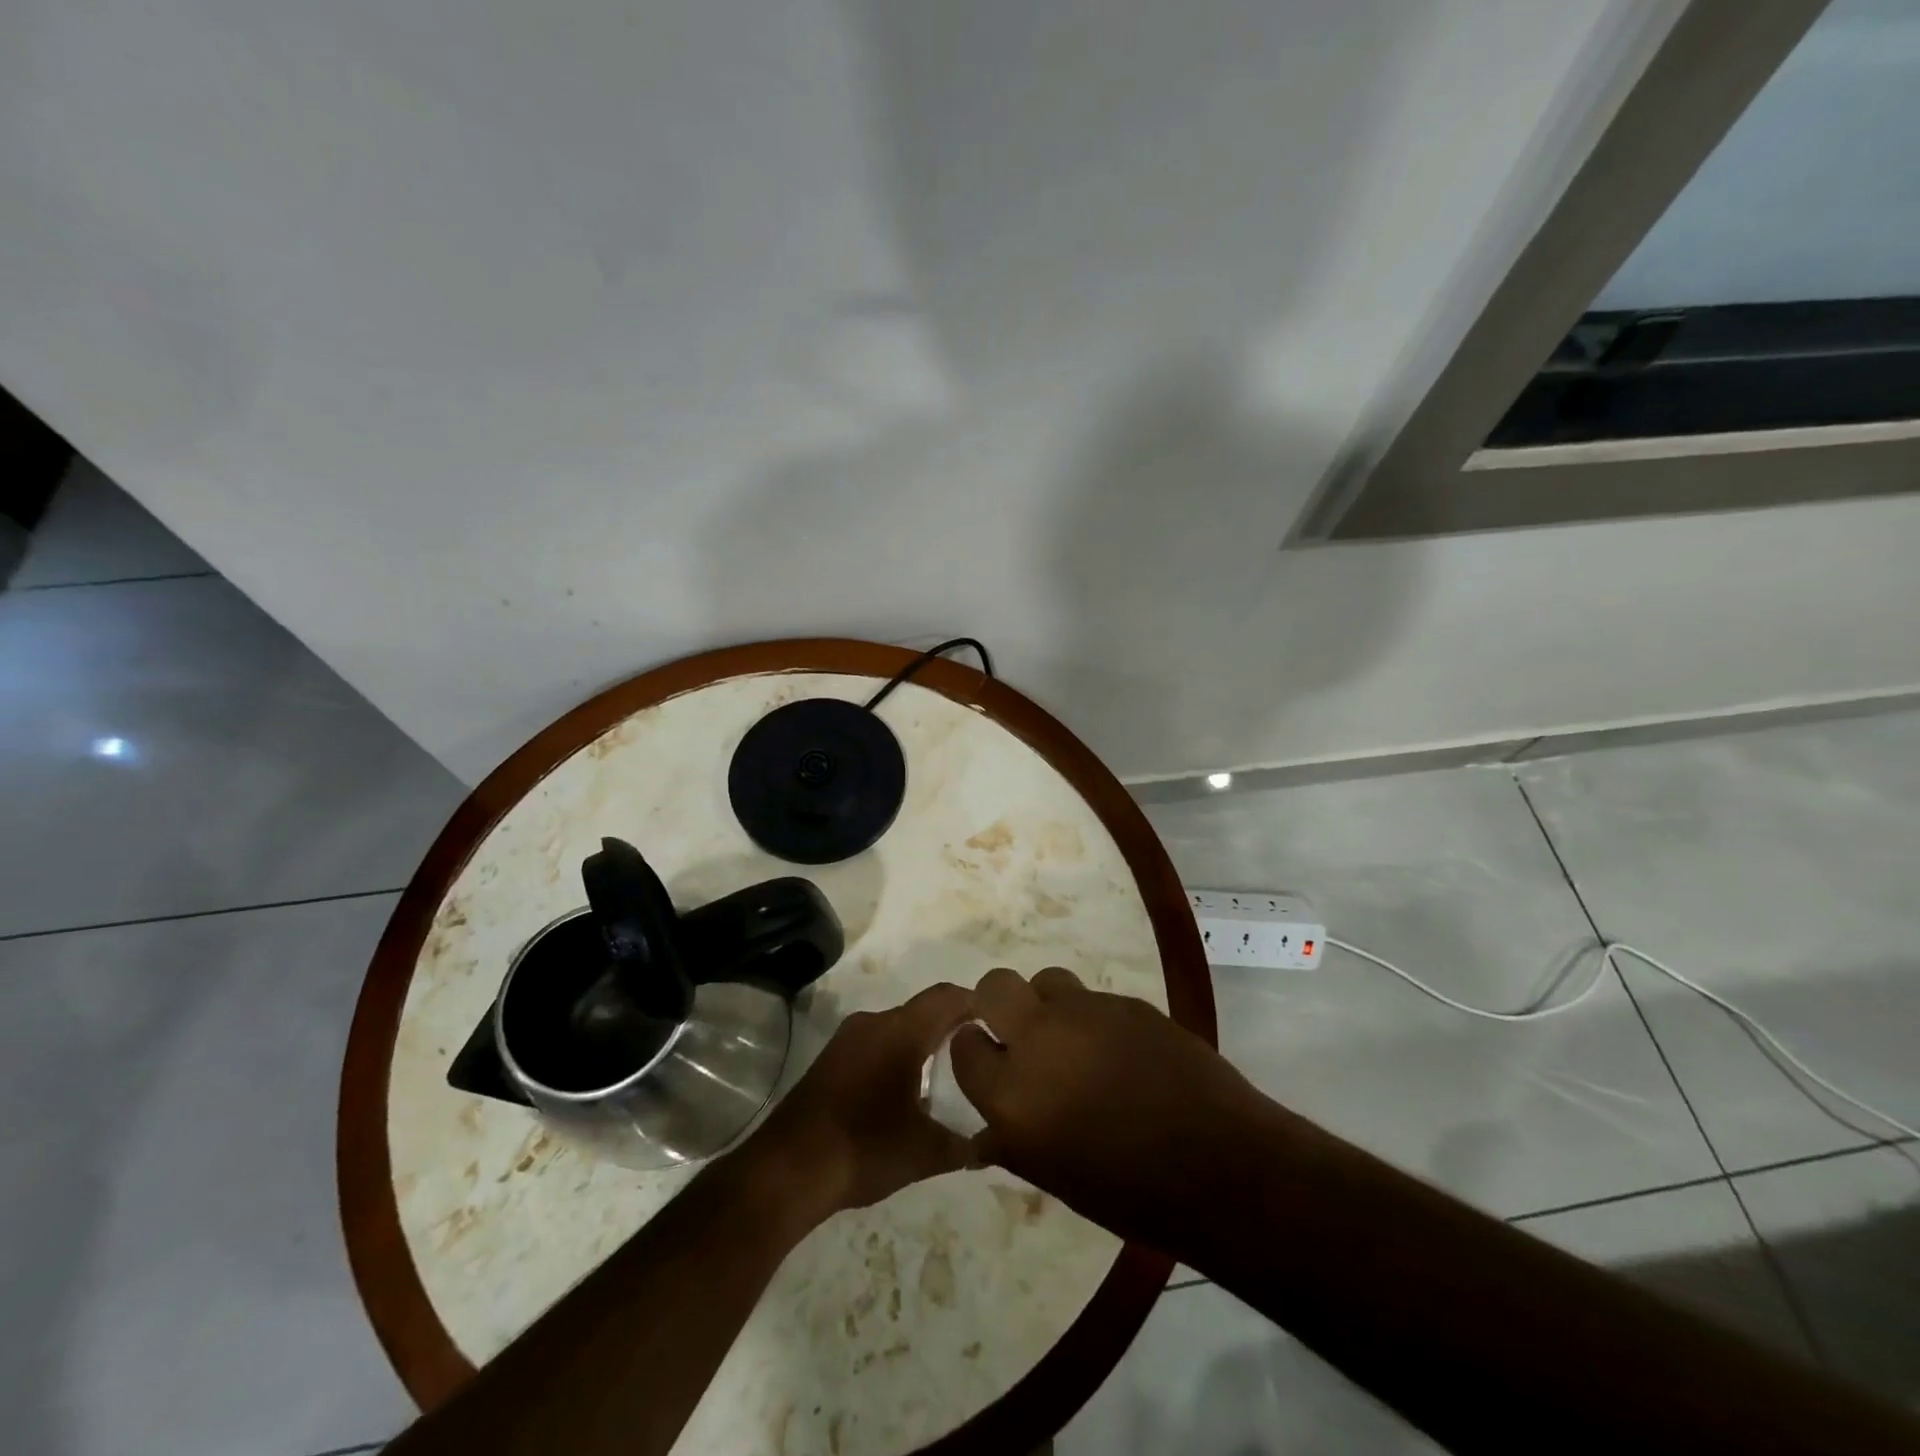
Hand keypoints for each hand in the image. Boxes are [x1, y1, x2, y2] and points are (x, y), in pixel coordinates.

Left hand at [744, 982, 975, 1225]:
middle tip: (979, 1053)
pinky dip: (897, 1054)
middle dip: (952, 1026)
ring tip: (947, 1074)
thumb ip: (965, 1146)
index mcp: (902, 1030)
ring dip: (922, 1041)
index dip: (977, 1003)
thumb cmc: (865, 1148)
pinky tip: (906, 1090)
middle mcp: (875, 1022)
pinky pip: (875, 1042)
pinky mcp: (831, 1058)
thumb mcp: (925, 1153)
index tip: (999, 1023)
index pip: (948, 996)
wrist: (788, 1169)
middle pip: (923, 1010)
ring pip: (897, 1026)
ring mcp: (848, 1038)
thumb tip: (992, 1147)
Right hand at [950, 966, 1269, 1248]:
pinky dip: (1093, 1018)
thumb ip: (1012, 1144)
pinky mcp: (1126, 1002)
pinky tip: (1119, 1050)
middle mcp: (1039, 1039)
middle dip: (997, 1004)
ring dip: (1048, 1005)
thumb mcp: (1054, 1177)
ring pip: (1047, 981)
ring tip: (1072, 1038)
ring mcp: (1086, 1012)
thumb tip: (983, 1134)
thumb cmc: (1129, 1192)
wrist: (1218, 1165)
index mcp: (1011, 1093)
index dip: (974, 1052)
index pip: (964, 1046)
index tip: (988, 1063)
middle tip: (1020, 1034)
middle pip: (995, 986)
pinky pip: (1093, 999)